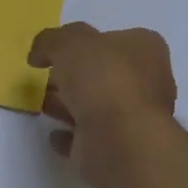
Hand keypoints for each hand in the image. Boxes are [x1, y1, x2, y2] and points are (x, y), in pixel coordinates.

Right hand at [28, 22, 177, 176]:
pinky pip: (89, 137)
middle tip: (46, 78)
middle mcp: (148, 82)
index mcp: (146, 49)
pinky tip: (54, 134)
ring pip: (97, 106)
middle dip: (75, 76)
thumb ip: (51, 41)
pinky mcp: (119, 148)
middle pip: (105, 74)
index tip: (60, 51)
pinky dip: (72, 135)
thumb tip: (39, 54)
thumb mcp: (69, 42)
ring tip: (42, 105)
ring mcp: (135, 118)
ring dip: (70, 105)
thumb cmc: (103, 79)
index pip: (116, 39)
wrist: (119, 140)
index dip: (87, 42)